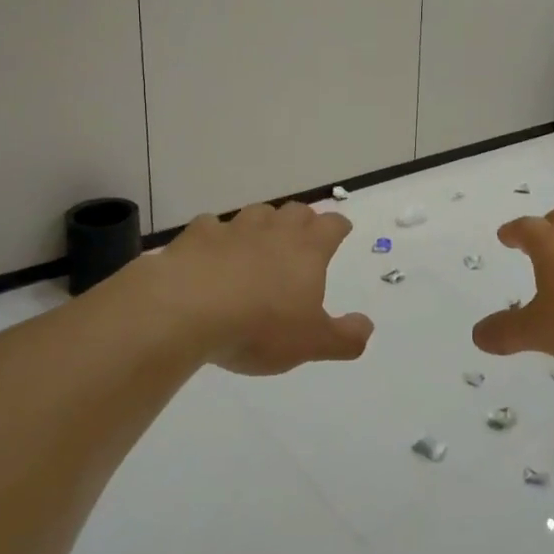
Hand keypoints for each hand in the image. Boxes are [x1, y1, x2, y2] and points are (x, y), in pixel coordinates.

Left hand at [128, 202, 373, 374]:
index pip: (332, 225)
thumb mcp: (311, 343)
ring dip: (263, 224)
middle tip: (303, 238)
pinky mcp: (197, 236)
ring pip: (257, 213)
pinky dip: (217, 236)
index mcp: (307, 249)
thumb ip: (344, 337)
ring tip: (260, 242)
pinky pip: (212, 226)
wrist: (187, 309)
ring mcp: (234, 229)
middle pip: (296, 211)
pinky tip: (212, 252)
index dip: (339, 227)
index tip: (341, 232)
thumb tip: (367, 327)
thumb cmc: (259, 326)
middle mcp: (274, 230)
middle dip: (303, 221)